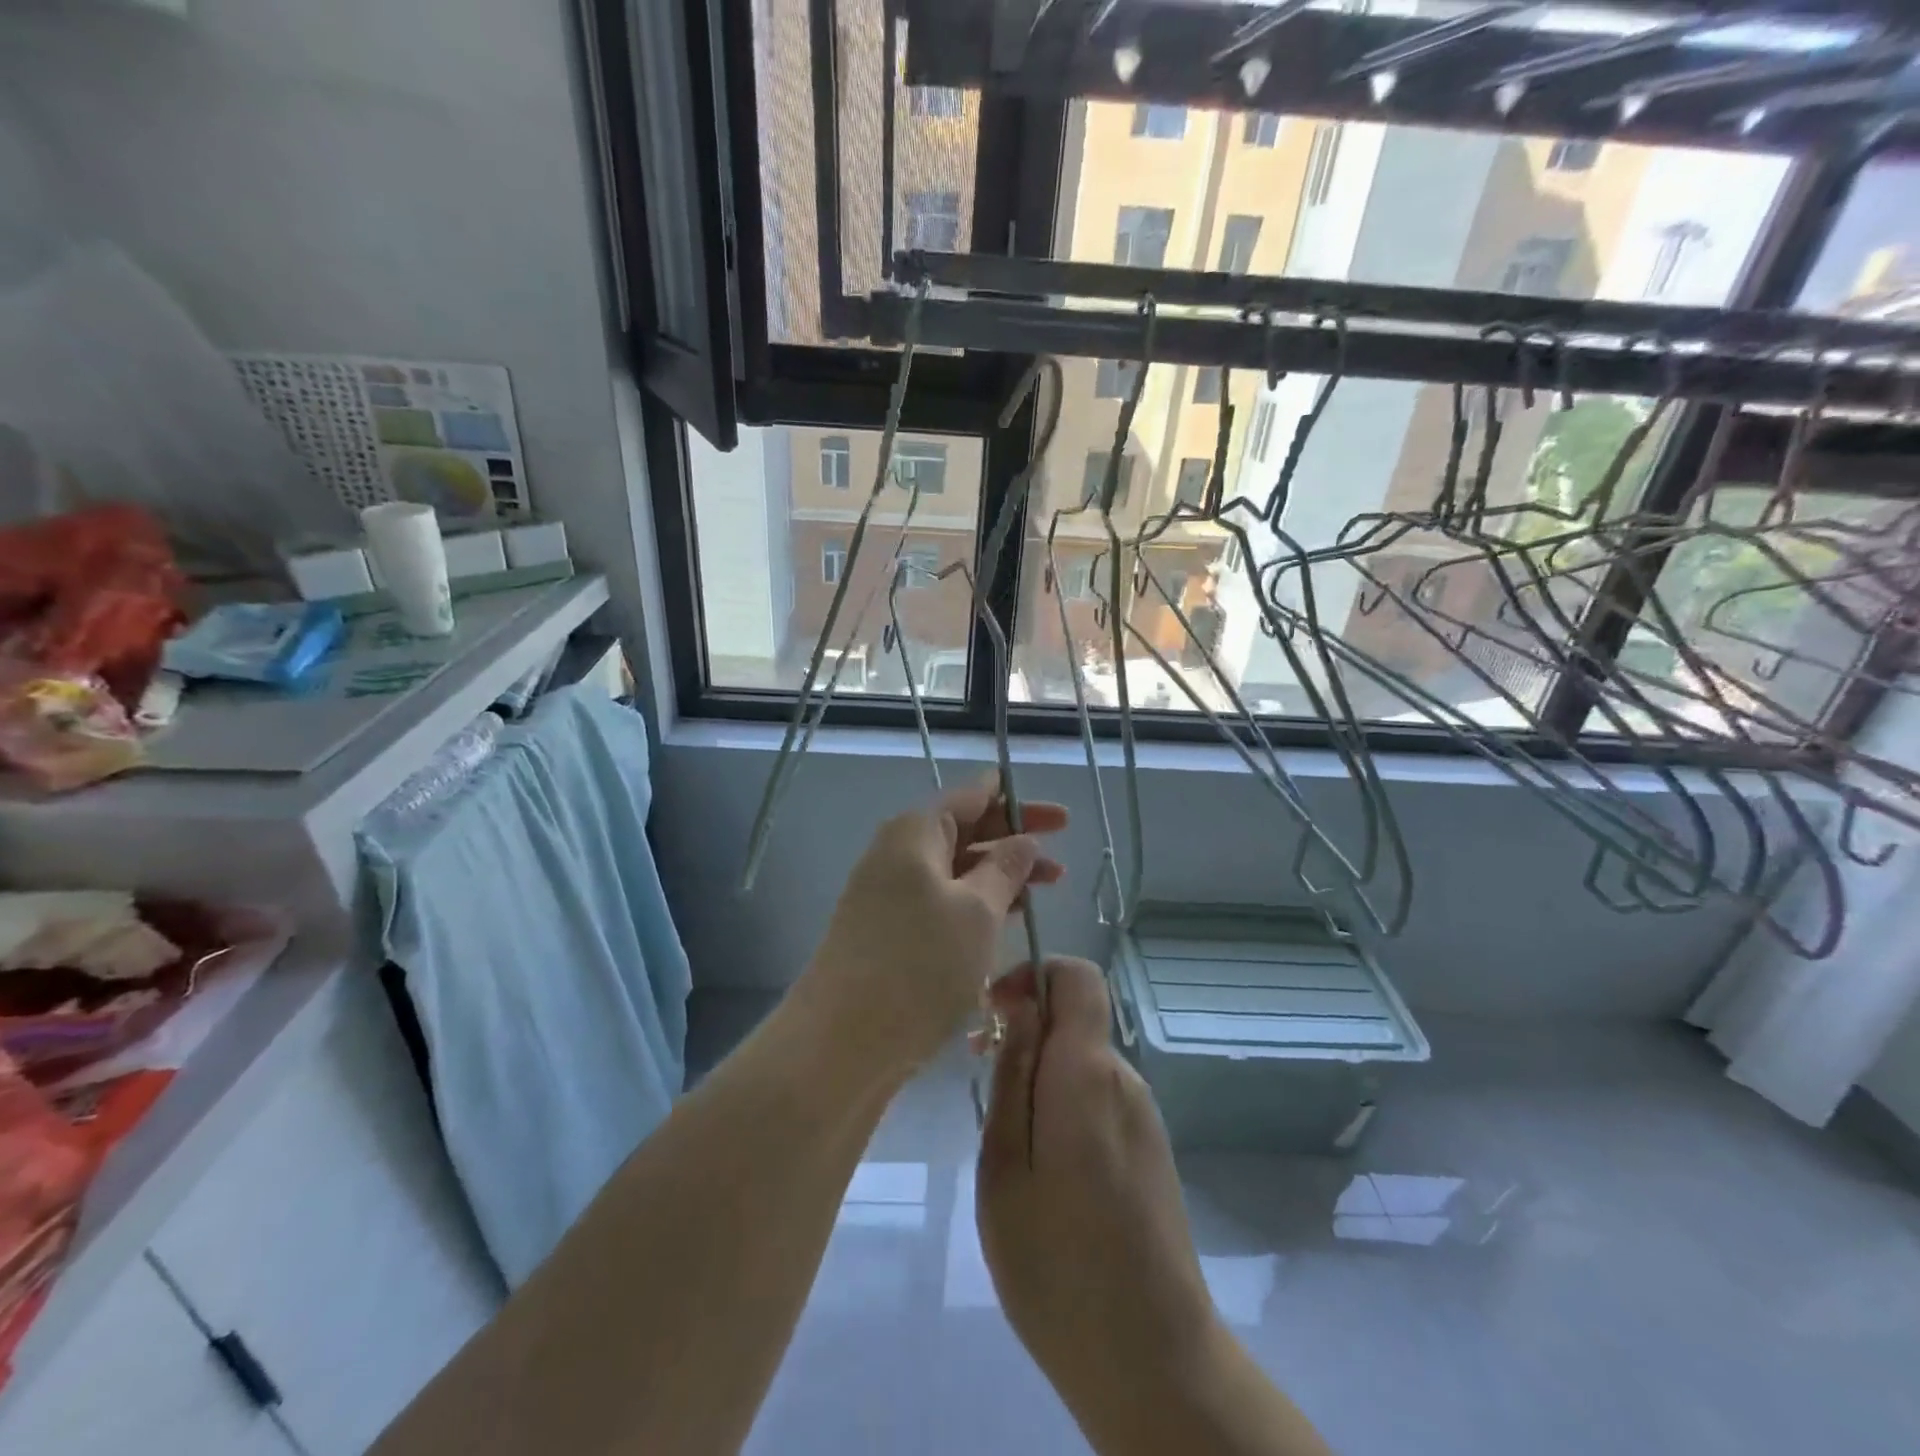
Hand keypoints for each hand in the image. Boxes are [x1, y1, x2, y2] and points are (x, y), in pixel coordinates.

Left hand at [799, 780, 1066, 1080]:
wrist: (841, 1042)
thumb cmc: (919, 965)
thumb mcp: (977, 911)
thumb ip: (1006, 869)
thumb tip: (1024, 840)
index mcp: (915, 833)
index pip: (972, 797)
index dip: (1018, 803)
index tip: (1061, 819)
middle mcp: (897, 854)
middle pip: (964, 832)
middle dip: (1014, 842)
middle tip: (1061, 862)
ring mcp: (889, 894)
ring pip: (956, 871)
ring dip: (1000, 877)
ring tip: (1046, 891)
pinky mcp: (889, 931)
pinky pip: (942, 901)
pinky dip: (977, 904)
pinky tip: (1008, 921)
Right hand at [976, 958, 1216, 1416]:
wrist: (1153, 1360)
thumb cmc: (1056, 1264)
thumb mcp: (1005, 1165)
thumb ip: (1013, 1075)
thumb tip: (1018, 1006)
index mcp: (1087, 1072)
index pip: (1076, 976)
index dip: (1032, 973)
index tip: (991, 1011)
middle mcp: (1123, 1079)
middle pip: (1073, 1020)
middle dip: (1023, 1029)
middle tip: (977, 1074)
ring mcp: (1142, 1114)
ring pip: (1080, 1061)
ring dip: (1038, 1072)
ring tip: (1004, 1138)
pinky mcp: (1149, 1148)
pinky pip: (1096, 1097)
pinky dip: (1061, 1104)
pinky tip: (1041, 1169)